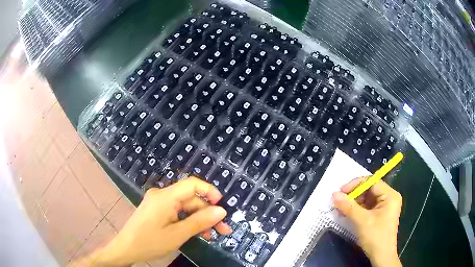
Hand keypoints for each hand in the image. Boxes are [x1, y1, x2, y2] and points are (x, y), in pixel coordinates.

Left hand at [74, 177, 230, 265]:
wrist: (126, 248)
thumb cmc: (150, 242)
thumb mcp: (177, 234)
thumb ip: (200, 222)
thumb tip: (221, 211)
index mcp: (165, 196)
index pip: (192, 184)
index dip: (210, 192)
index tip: (222, 207)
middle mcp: (162, 195)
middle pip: (190, 199)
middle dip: (208, 213)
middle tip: (223, 230)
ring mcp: (158, 202)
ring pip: (185, 207)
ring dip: (199, 219)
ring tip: (210, 235)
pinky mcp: (156, 210)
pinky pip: (176, 211)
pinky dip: (187, 221)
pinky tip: (195, 232)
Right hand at [332, 178, 401, 266]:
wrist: (381, 256)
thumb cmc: (376, 237)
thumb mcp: (362, 221)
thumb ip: (349, 207)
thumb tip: (334, 194)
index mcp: (390, 195)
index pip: (372, 182)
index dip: (356, 185)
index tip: (341, 191)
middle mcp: (389, 197)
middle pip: (369, 190)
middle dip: (353, 195)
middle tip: (339, 201)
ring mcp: (384, 206)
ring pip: (366, 198)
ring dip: (353, 203)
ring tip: (340, 209)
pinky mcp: (379, 214)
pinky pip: (367, 207)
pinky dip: (356, 209)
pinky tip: (346, 213)